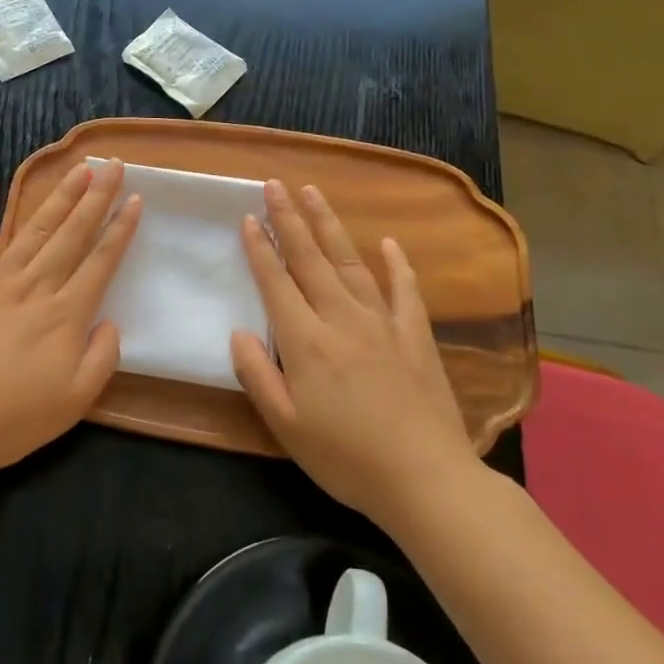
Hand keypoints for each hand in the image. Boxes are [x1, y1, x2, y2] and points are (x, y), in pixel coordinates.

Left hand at [0, 160, 140, 480]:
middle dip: (96, 198)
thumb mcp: (74, 402)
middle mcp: (34, 288)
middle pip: (71, 235)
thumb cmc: (10, 419)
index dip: (120, 230)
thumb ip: (102, 358)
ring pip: (33, 231)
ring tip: (77, 170)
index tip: (135, 200)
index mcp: (65, 316)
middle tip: (112, 165)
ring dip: (57, 197)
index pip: (100, 262)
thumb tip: (110, 321)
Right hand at [231, 180, 481, 528]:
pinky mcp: (415, 335)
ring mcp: (383, 322)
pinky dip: (396, 264)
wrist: (425, 479)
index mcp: (306, 340)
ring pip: (350, 262)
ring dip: (329, 225)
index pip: (276, 282)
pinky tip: (389, 243)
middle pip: (310, 259)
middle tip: (274, 184)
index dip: (259, 248)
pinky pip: (404, 290)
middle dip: (288, 219)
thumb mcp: (285, 425)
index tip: (247, 217)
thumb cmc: (346, 457)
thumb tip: (237, 331)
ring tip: (313, 193)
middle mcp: (342, 318)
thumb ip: (257, 374)